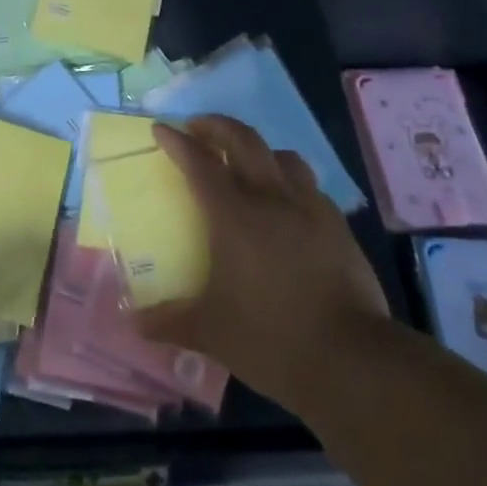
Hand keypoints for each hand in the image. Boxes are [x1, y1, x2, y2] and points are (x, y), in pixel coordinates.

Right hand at [136, 115, 388, 415]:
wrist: (352, 359)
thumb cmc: (271, 339)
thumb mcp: (210, 332)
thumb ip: (169, 321)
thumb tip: (134, 323)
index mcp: (234, 216)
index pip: (199, 163)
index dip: (177, 142)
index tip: (161, 129)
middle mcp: (271, 198)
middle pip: (243, 140)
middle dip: (217, 126)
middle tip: (198, 127)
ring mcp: (310, 208)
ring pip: (283, 157)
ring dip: (258, 149)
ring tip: (246, 161)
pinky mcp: (338, 226)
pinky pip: (310, 187)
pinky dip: (290, 182)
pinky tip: (287, 205)